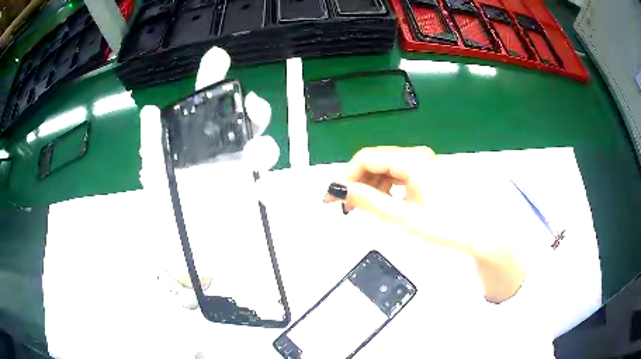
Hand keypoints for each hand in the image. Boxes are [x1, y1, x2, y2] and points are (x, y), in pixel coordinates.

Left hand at [139, 46, 279, 308]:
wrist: (182, 254)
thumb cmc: (165, 213)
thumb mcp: (156, 176)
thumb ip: (153, 143)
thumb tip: (150, 108)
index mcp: (197, 145)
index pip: (207, 108)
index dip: (213, 82)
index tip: (218, 58)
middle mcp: (220, 154)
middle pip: (244, 124)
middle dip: (254, 111)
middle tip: (252, 109)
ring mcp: (237, 177)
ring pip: (261, 151)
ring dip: (264, 147)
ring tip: (254, 157)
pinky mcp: (249, 201)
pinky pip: (267, 187)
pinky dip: (268, 186)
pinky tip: (259, 191)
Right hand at [326, 146, 524, 302]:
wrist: (481, 232)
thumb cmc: (447, 226)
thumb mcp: (404, 217)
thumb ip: (370, 202)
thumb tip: (339, 190)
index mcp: (412, 160)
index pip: (367, 158)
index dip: (345, 176)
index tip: (332, 198)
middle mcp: (416, 154)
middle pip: (376, 161)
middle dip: (356, 181)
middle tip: (343, 206)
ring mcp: (424, 162)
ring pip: (386, 168)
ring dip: (370, 185)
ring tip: (361, 208)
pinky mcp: (427, 172)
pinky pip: (398, 174)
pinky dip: (385, 187)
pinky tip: (382, 202)